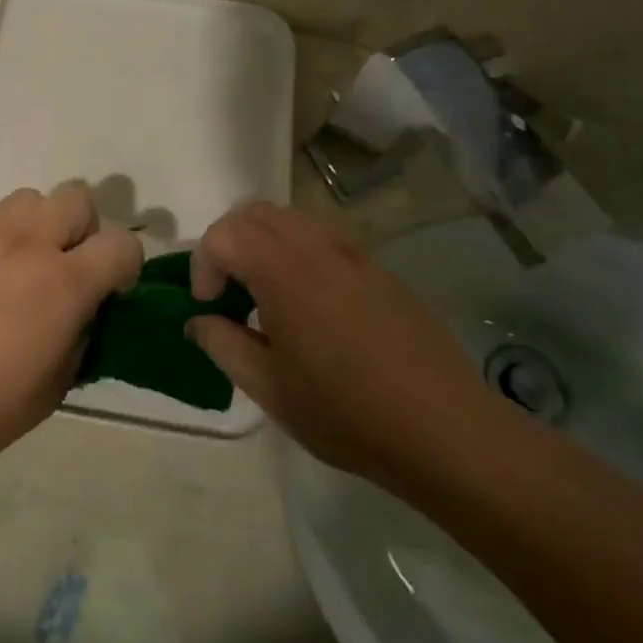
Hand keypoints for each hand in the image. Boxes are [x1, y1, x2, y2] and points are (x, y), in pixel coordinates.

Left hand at [0, 184, 142, 483]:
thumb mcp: (50, 392)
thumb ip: (78, 342)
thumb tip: (80, 317)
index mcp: (62, 283)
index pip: (121, 244)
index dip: (127, 266)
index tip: (113, 292)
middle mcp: (27, 245)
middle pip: (77, 197)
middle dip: (86, 229)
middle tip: (69, 270)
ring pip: (31, 198)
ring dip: (42, 224)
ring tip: (26, 267)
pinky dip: (0, 245)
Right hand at [187, 203, 502, 488]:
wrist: (444, 429)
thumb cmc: (345, 412)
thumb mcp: (268, 388)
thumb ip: (222, 344)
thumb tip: (198, 320)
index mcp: (284, 270)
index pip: (223, 235)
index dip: (203, 265)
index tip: (208, 306)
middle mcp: (317, 247)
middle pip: (254, 213)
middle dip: (227, 243)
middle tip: (227, 291)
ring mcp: (353, 253)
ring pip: (291, 219)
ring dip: (262, 243)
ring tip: (264, 295)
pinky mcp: (378, 269)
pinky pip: (323, 238)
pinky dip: (297, 251)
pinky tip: (308, 303)